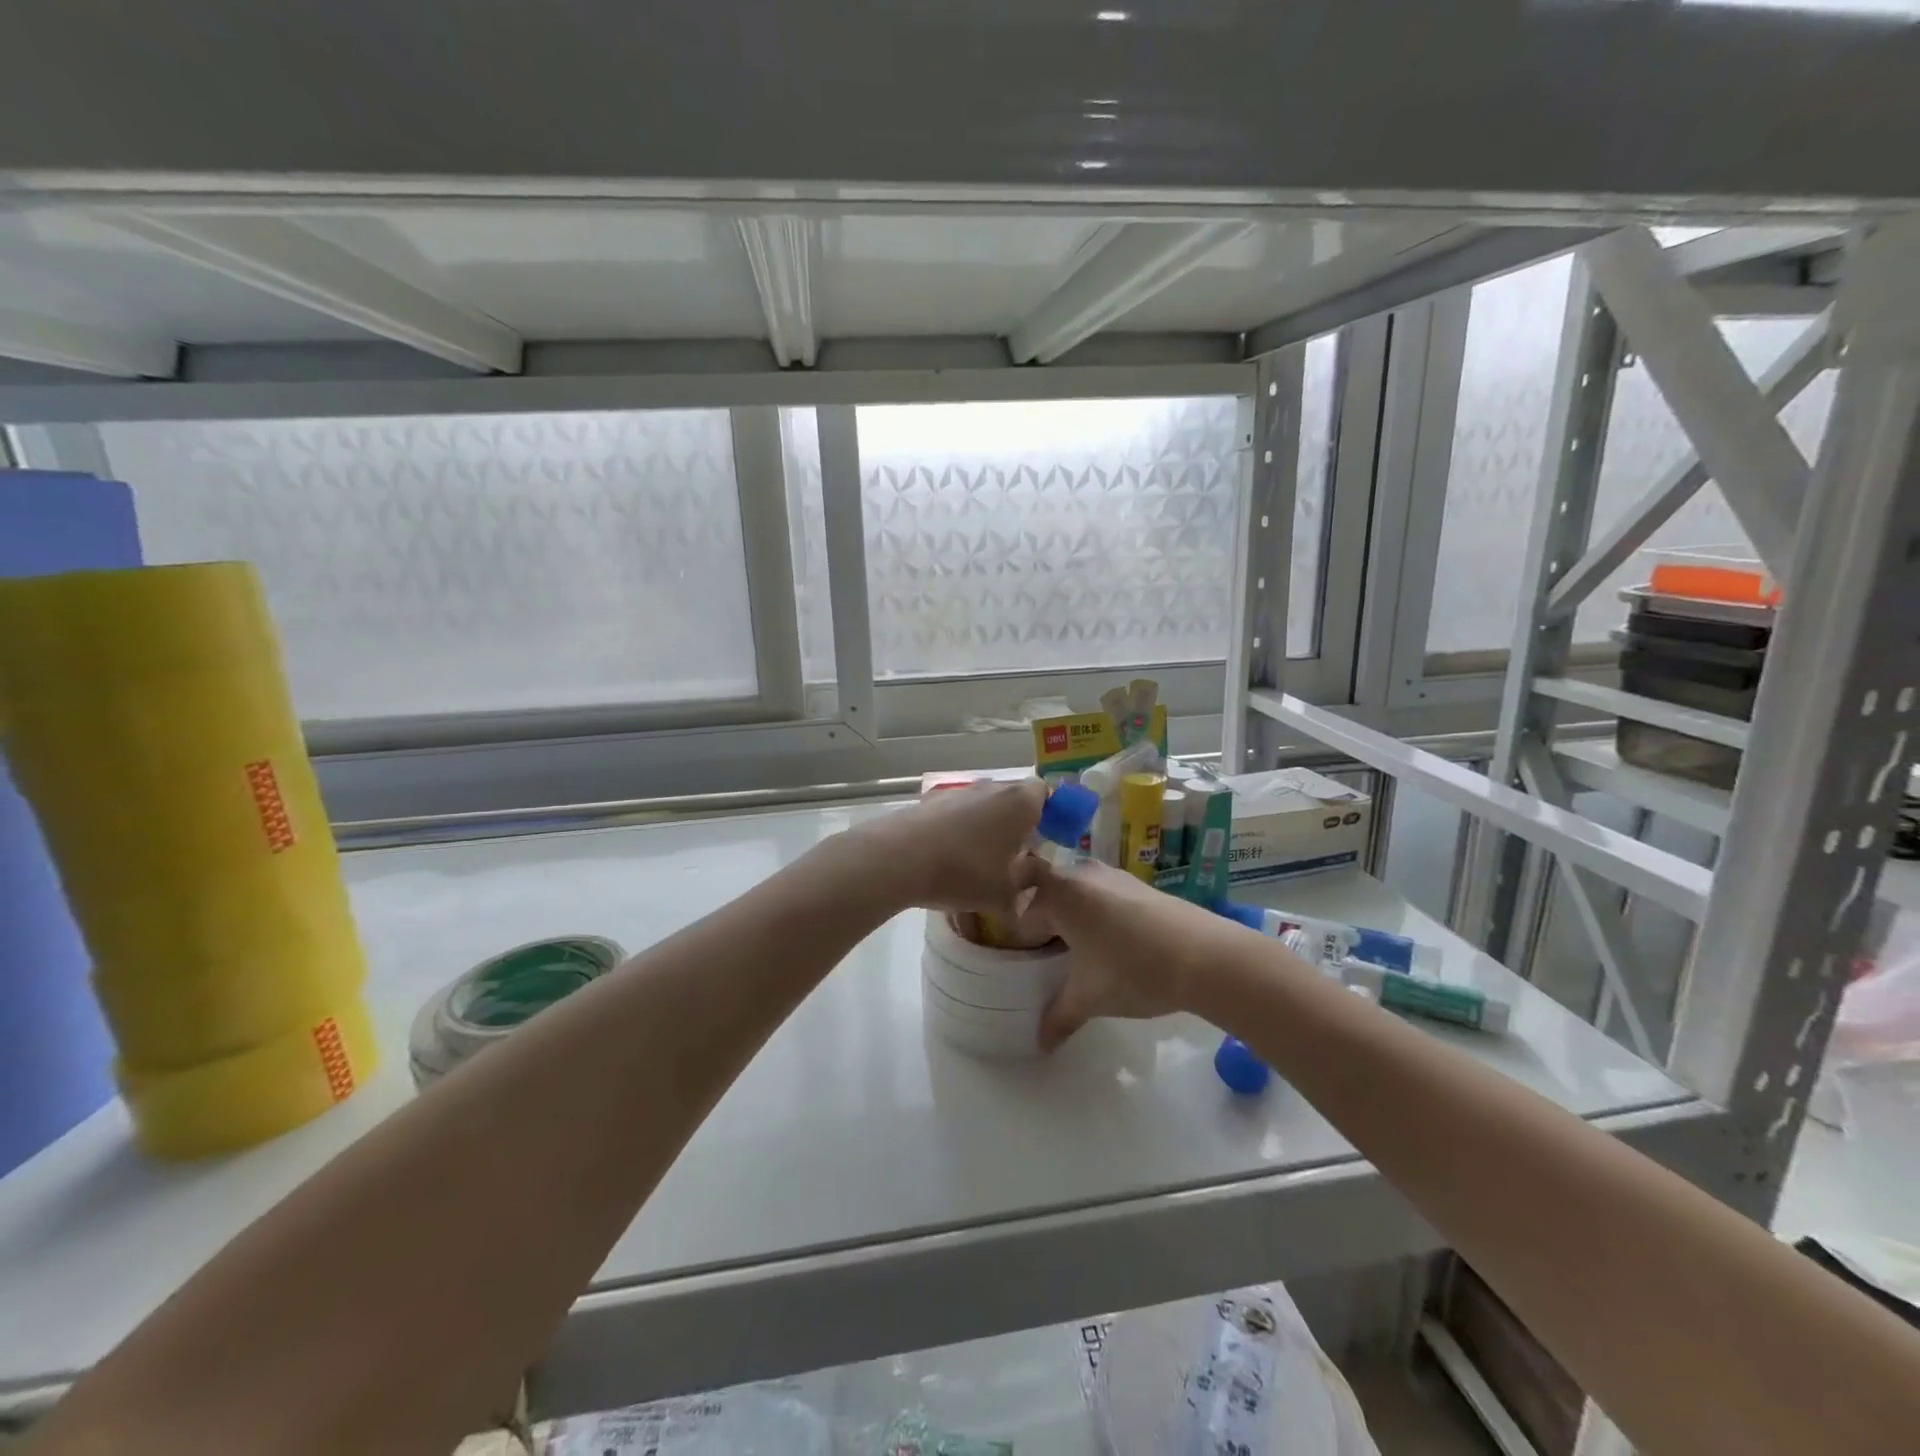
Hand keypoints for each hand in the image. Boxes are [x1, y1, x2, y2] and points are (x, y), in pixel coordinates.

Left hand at [852, 779, 1047, 915]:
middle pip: (1014, 797)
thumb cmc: (963, 872)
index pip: (1046, 793)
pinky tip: (949, 857)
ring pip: (984, 804)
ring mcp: (958, 791)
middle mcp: (992, 787)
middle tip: (1016, 855)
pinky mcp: (930, 801)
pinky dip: (959, 828)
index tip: (1046, 840)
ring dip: (987, 825)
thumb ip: (1026, 887)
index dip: (1050, 814)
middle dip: (1018, 822)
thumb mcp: (1004, 894)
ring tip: (980, 860)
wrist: (898, 858)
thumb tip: (1033, 883)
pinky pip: (956, 811)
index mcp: (1020, 802)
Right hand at [1010, 856, 1213, 1049]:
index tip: (1023, 959)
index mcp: (1059, 893)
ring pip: (1077, 891)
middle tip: (1045, 956)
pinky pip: (1103, 894)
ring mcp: (1114, 875)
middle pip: (1047, 892)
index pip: (1021, 908)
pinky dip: (1097, 913)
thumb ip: (1058, 1016)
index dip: (1018, 934)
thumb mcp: (1089, 997)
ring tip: (1078, 952)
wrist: (1206, 956)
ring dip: (1072, 915)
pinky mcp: (1140, 884)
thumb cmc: (1132, 970)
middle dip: (1043, 921)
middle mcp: (1082, 873)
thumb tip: (1040, 1043)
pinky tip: (1112, 945)